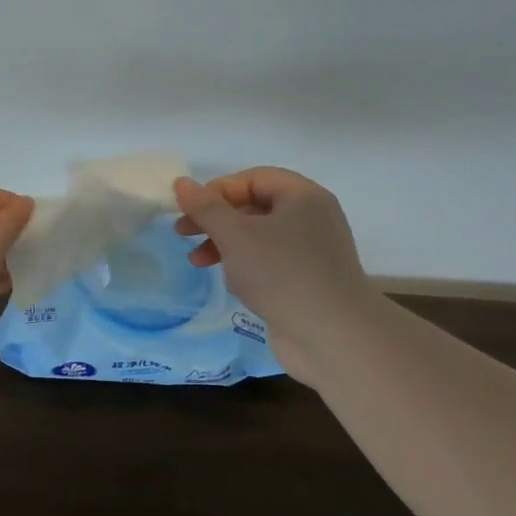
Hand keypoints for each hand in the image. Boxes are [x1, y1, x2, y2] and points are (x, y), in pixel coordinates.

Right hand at [174, 168, 371, 386]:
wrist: (333, 337)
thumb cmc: (282, 274)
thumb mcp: (236, 235)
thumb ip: (206, 208)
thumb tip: (181, 183)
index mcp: (303, 197)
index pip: (253, 178)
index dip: (217, 190)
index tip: (189, 210)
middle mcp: (312, 218)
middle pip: (254, 206)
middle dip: (216, 219)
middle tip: (183, 233)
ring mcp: (311, 252)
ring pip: (259, 237)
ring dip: (224, 244)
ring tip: (197, 262)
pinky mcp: (307, 282)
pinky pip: (269, 263)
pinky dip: (245, 266)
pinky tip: (231, 283)